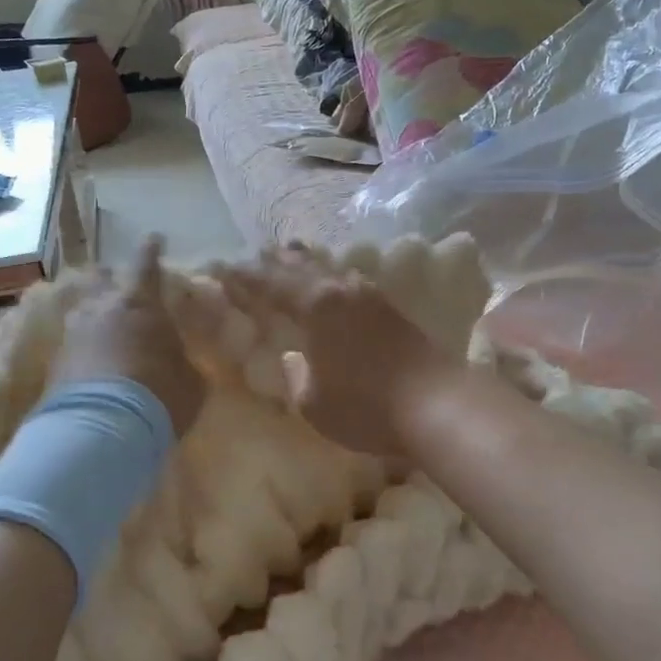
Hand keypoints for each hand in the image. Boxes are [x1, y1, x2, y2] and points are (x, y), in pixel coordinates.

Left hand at [50, 236, 206, 434]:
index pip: (147, 264)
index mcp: (140, 303)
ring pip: (83, 312)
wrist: (101, 430)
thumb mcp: (190, 380)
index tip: (154, 238)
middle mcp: (102, 307)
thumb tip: (178, 363)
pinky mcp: (54, 363)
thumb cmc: (159, 394)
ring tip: (104, 333)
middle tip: (122, 293)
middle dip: (112, 281)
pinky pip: (73, 345)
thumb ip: (182, 362)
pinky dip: (84, 350)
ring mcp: (73, 333)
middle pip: (102, 279)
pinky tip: (92, 367)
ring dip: (95, 317)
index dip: (151, 250)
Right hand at [214, 245, 464, 459]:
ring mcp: (371, 296)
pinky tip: (337, 281)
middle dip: (275, 261)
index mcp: (316, 306)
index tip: (225, 271)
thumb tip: (293, 359)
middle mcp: (341, 290)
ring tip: (292, 253)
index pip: (271, 285)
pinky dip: (333, 277)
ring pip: (330, 269)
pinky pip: (351, 282)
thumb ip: (297, 377)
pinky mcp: (392, 309)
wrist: (436, 403)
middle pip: (301, 267)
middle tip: (255, 253)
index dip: (246, 279)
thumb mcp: (314, 403)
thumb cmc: (366, 406)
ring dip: (307, 263)